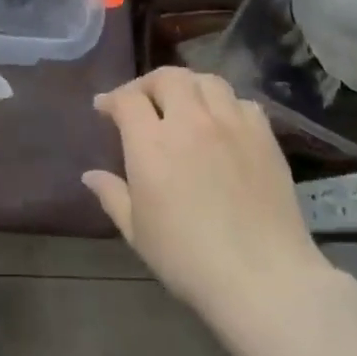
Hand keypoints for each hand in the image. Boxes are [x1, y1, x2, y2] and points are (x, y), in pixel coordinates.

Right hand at [83, 68, 330, 319]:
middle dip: (148, 84)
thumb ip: (112, 195)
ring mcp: (233, 125)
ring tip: (182, 105)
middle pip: (168, 77)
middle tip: (141, 102)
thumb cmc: (187, 259)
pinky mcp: (265, 137)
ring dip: (187, 87)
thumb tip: (90, 175)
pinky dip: (224, 104)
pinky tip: (221, 124)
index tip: (103, 109)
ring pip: (207, 81)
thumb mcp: (137, 231)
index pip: (127, 99)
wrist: (263, 278)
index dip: (111, 99)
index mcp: (152, 144)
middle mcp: (191, 122)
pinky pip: (242, 102)